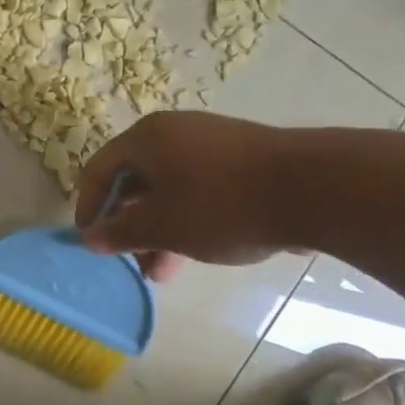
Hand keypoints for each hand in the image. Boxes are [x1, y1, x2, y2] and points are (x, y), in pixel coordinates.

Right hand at [73, 111, 294, 279]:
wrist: (316, 188)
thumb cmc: (221, 204)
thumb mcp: (162, 226)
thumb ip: (120, 233)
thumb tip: (89, 238)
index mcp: (146, 138)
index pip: (98, 170)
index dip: (88, 207)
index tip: (93, 243)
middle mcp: (174, 133)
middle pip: (135, 181)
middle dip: (129, 226)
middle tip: (131, 262)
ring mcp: (212, 144)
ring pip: (169, 190)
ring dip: (159, 230)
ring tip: (162, 271)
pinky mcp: (242, 161)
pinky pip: (199, 189)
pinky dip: (188, 219)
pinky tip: (198, 251)